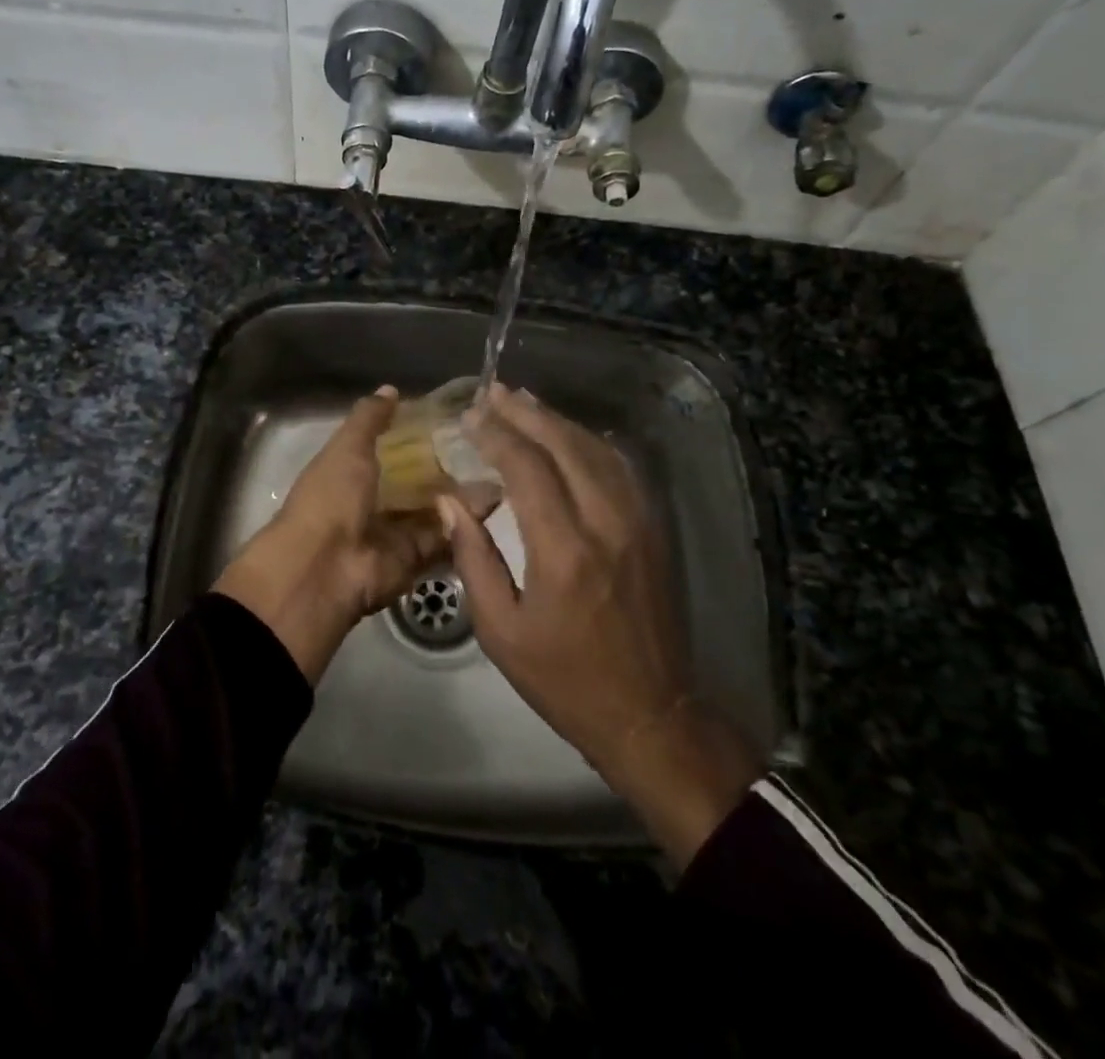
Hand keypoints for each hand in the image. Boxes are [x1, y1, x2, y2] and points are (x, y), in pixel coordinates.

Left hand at [214, 386, 469, 681]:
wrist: (326, 568)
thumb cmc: (331, 497)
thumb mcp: (347, 448)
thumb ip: (369, 418)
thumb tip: (390, 389)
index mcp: (349, 473)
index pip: (387, 448)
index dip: (413, 434)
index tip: (450, 417)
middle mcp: (371, 501)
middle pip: (414, 480)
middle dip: (445, 465)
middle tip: (485, 443)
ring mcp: (393, 532)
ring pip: (433, 508)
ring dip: (461, 492)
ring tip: (500, 466)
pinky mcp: (414, 558)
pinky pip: (443, 535)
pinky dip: (466, 520)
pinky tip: (498, 497)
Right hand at [437, 384, 760, 872]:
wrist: (650, 713)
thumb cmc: (564, 679)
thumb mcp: (500, 631)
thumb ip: (473, 558)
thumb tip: (450, 501)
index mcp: (563, 551)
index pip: (527, 467)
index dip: (497, 434)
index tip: (471, 416)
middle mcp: (605, 523)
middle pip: (565, 445)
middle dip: (526, 413)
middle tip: (494, 392)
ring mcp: (638, 522)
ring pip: (597, 450)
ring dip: (558, 421)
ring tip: (525, 403)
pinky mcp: (654, 529)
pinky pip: (621, 468)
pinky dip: (591, 443)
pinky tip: (571, 436)